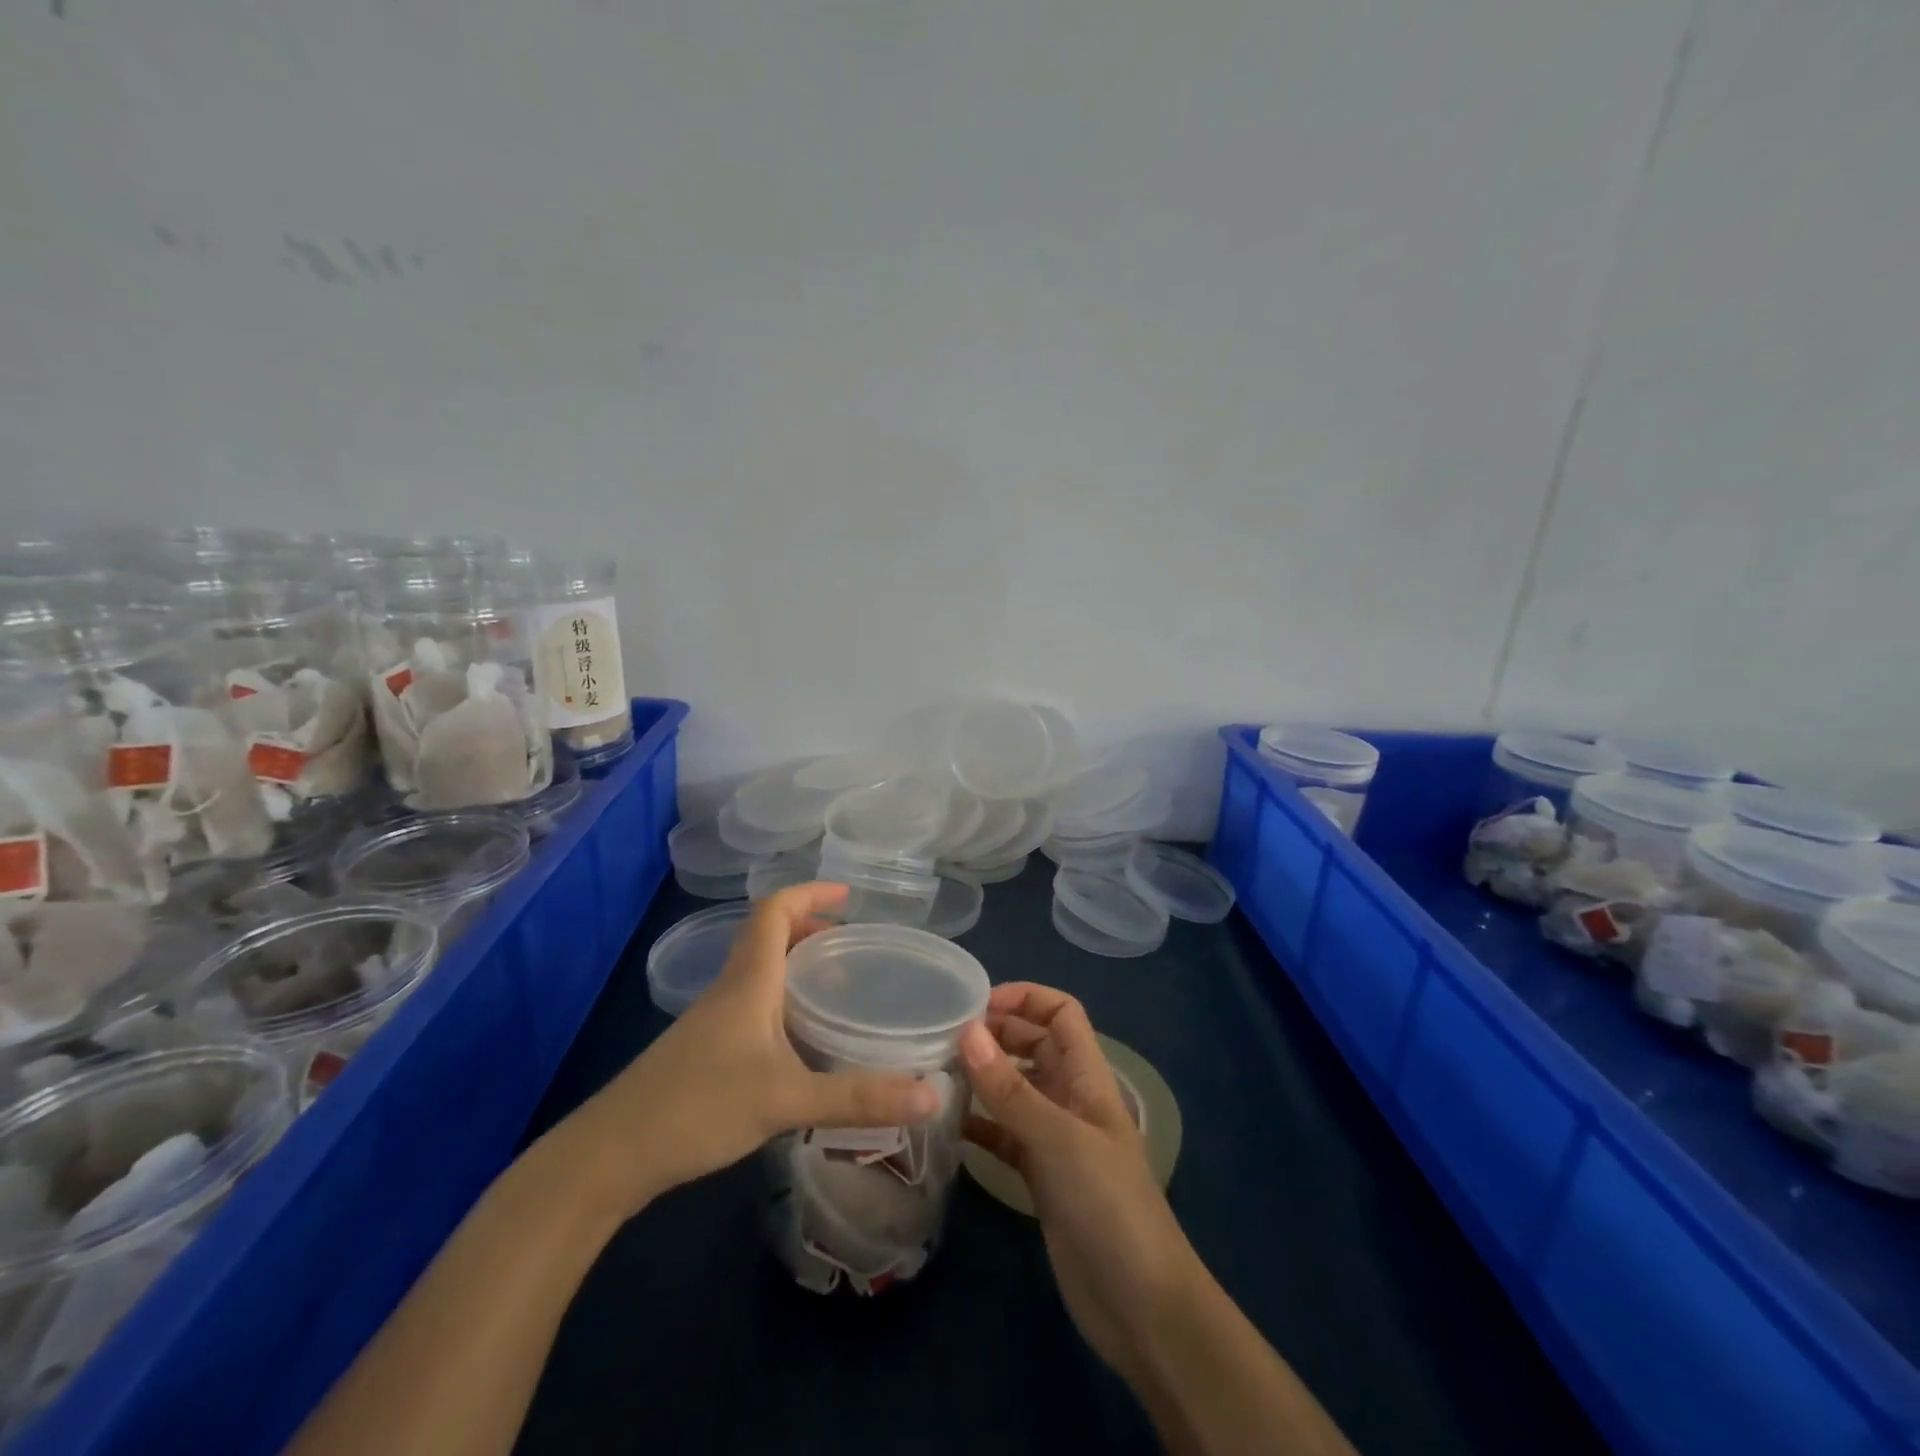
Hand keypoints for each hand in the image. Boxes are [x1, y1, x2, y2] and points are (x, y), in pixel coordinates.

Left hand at [553, 883, 939, 1218]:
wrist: (610, 1155)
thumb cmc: (698, 1107)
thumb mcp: (786, 1099)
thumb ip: (858, 1098)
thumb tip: (933, 1093)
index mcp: (748, 979)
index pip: (774, 910)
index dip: (810, 893)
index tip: (849, 896)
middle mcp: (731, 988)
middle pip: (770, 936)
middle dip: (812, 931)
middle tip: (854, 949)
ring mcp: (714, 1020)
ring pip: (761, 972)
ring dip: (799, 968)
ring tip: (839, 990)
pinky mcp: (706, 1050)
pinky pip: (754, 1004)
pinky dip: (785, 1002)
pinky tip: (804, 1042)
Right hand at [961, 984, 1199, 1382]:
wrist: (1141, 1305)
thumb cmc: (1108, 1204)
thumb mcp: (1058, 1139)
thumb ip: (1010, 1090)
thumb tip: (966, 1032)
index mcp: (1088, 1076)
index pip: (1061, 1014)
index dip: (1025, 998)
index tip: (977, 1005)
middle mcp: (1072, 1098)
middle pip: (1034, 1045)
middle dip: (996, 1034)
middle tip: (945, 1038)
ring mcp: (1056, 1138)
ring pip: (1015, 1089)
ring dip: (983, 1078)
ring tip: (936, 1074)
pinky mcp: (1040, 1176)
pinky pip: (1005, 1135)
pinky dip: (980, 1126)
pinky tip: (947, 1126)